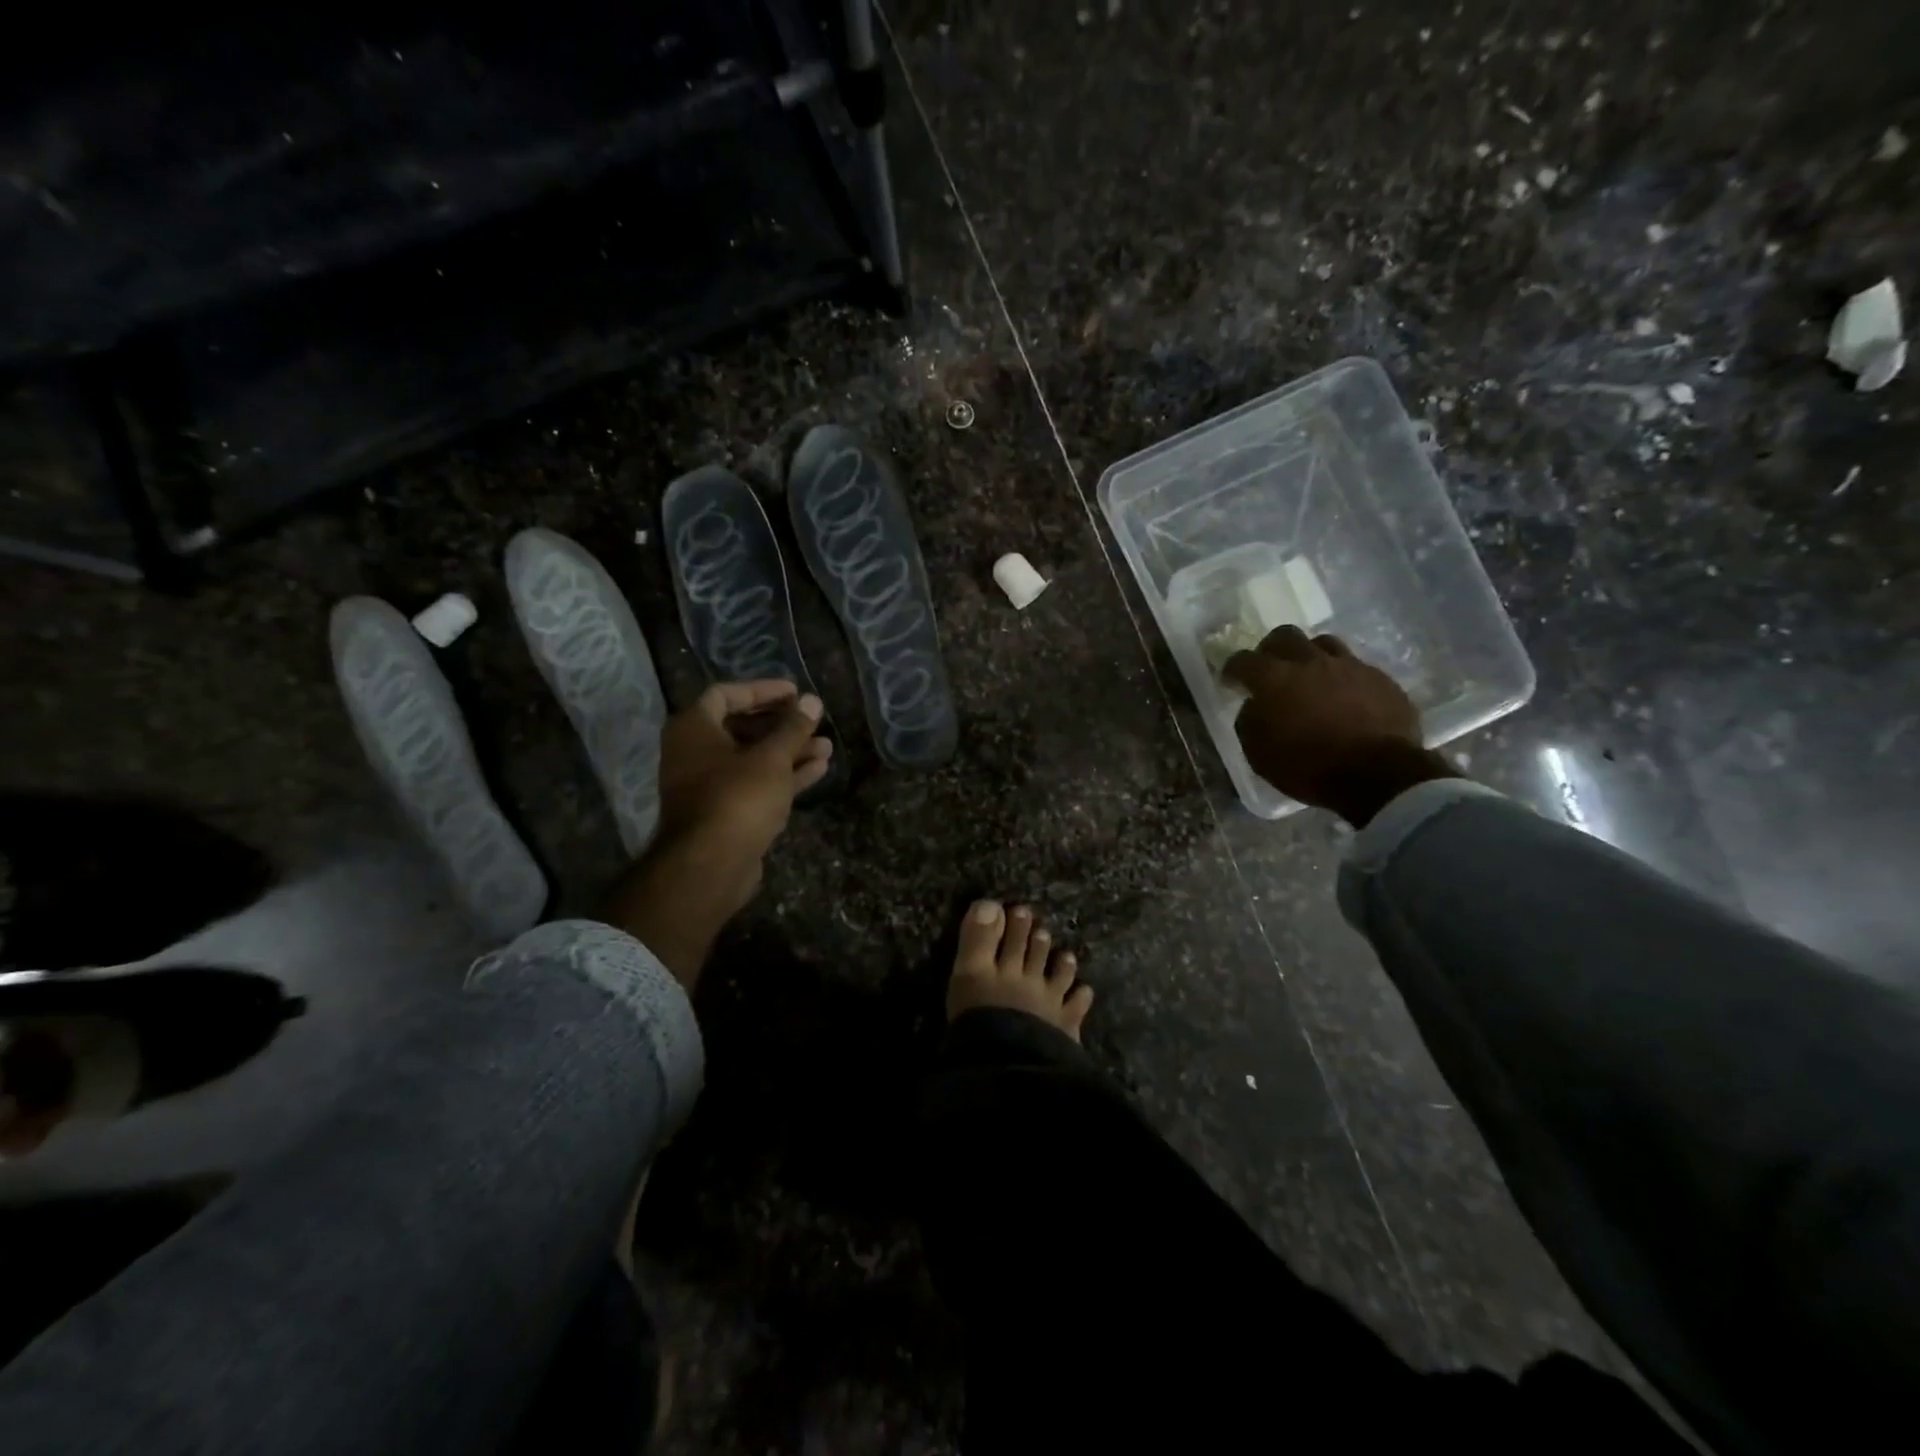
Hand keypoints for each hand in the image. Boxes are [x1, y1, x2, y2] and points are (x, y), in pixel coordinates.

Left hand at [657, 680, 832, 893]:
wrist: (711, 865)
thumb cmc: (738, 797)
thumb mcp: (772, 757)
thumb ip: (793, 728)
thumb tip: (812, 701)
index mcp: (694, 728)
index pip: (726, 694)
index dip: (762, 690)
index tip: (794, 692)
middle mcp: (695, 753)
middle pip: (742, 727)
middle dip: (782, 725)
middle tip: (812, 720)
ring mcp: (710, 785)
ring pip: (754, 759)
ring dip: (789, 751)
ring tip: (827, 746)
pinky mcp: (727, 812)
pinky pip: (756, 784)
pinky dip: (784, 775)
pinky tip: (819, 769)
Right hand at [1224, 627, 1456, 825]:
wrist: (1378, 775)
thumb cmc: (1309, 767)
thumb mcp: (1259, 754)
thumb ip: (1250, 722)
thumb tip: (1253, 706)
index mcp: (1275, 679)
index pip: (1243, 660)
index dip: (1233, 669)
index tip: (1231, 682)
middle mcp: (1310, 662)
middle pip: (1285, 636)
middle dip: (1271, 650)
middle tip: (1270, 669)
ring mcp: (1349, 666)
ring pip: (1323, 643)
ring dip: (1310, 656)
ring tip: (1310, 677)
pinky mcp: (1380, 678)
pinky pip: (1354, 666)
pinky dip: (1342, 677)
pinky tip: (1343, 697)